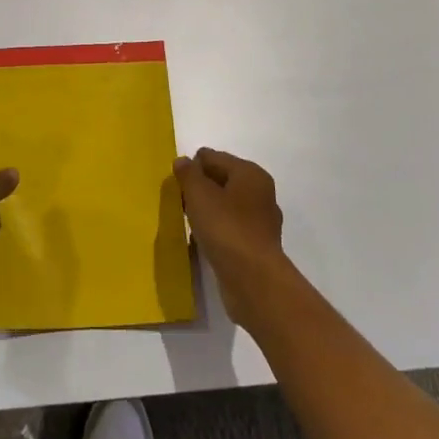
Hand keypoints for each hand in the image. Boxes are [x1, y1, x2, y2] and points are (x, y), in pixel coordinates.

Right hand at [173, 148, 291, 328]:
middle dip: (199, 188)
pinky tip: (203, 240)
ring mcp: (261, 221)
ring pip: (226, 205)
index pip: (213, 157)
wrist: (254, 281)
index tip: (177, 185)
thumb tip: (183, 161)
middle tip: (180, 202)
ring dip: (207, 210)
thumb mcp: (199, 194)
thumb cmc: (226, 228)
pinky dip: (216, 230)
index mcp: (250, 173)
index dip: (192, 168)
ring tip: (189, 222)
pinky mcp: (257, 245)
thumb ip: (188, 174)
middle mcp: (260, 192)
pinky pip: (230, 228)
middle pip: (221, 180)